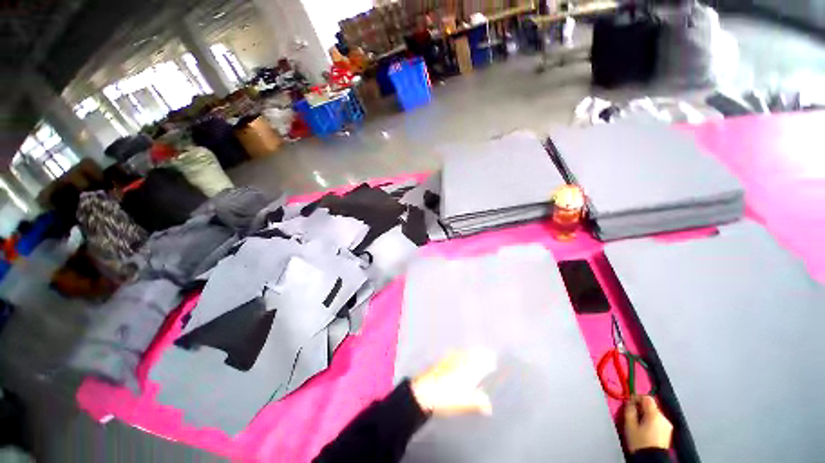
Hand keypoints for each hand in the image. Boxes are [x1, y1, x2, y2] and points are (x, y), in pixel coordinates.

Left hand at [411, 350, 496, 415]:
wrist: (423, 391)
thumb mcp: (464, 403)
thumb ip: (478, 402)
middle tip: (487, 353)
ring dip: (471, 352)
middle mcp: (460, 360)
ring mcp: (449, 359)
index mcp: (468, 368)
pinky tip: (459, 355)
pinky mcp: (442, 360)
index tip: (493, 359)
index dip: (488, 360)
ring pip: (464, 352)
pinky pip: (456, 353)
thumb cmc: (446, 397)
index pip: (480, 361)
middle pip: (472, 353)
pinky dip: (461, 353)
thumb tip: (488, 405)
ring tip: (476, 353)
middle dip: (480, 353)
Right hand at [623, 395, 672, 452]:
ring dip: (645, 415)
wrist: (652, 459)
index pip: (646, 398)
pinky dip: (651, 422)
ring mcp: (667, 426)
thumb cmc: (641, 444)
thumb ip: (629, 410)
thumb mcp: (629, 425)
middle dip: (641, 408)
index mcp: (655, 415)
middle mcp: (663, 419)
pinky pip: (658, 422)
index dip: (637, 397)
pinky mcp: (668, 433)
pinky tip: (645, 429)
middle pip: (651, 406)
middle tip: (632, 412)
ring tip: (637, 422)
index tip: (630, 401)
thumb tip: (629, 403)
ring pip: (654, 414)